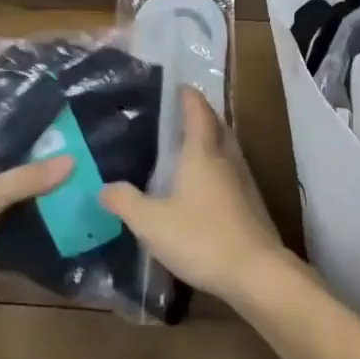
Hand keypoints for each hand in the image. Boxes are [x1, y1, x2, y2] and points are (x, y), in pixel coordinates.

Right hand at [100, 87, 290, 305]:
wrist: (256, 272)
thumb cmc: (201, 238)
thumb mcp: (152, 223)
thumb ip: (126, 203)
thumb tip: (104, 187)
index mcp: (203, 152)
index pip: (197, 111)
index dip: (188, 97)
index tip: (179, 86)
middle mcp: (227, 159)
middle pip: (217, 125)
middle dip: (202, 115)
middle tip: (181, 114)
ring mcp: (244, 181)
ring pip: (228, 148)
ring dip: (212, 139)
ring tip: (191, 145)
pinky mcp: (251, 204)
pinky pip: (232, 171)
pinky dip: (218, 165)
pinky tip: (206, 184)